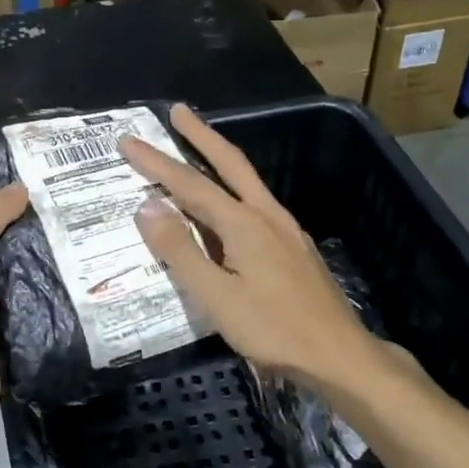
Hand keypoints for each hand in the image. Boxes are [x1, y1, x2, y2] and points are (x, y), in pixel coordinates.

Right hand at [119, 103, 387, 390]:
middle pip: (230, 163)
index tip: (128, 141)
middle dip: (201, 135)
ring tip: (198, 145)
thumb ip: (181, 251)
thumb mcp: (216, 297)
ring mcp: (285, 229)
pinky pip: (256, 203)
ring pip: (247, 181)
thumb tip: (148, 207)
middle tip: (178, 111)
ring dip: (219, 157)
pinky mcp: (294, 247)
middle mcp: (266, 215)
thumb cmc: (274, 330)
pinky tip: (228, 205)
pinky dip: (233, 188)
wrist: (340, 356)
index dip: (156, 162)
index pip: (190, 184)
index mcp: (244, 224)